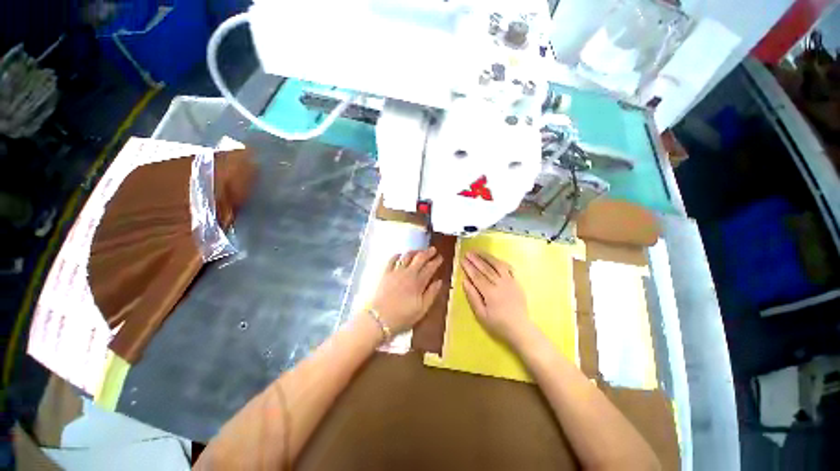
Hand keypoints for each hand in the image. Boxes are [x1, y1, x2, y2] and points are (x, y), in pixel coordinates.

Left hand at [369, 247, 443, 333]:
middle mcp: (408, 273)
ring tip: (419, 251)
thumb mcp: (422, 309)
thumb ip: (432, 294)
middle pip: (419, 258)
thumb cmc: (402, 316)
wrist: (379, 318)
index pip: (430, 268)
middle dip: (428, 252)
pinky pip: (392, 260)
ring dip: (414, 251)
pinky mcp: (385, 273)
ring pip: (407, 256)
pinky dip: (397, 255)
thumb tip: (439, 281)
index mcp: (418, 282)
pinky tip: (400, 255)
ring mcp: (396, 272)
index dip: (436, 261)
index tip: (440, 257)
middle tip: (433, 249)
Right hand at [461, 251, 533, 346]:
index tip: (462, 260)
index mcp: (490, 293)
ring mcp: (510, 282)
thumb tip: (464, 281)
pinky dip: (500, 261)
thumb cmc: (498, 324)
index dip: (469, 267)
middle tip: (468, 252)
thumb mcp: (481, 314)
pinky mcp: (516, 282)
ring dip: (487, 257)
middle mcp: (500, 284)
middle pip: (486, 268)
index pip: (477, 276)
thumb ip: (472, 296)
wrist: (520, 329)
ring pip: (497, 265)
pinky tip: (494, 258)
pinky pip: (508, 268)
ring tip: (478, 251)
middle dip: (476, 259)